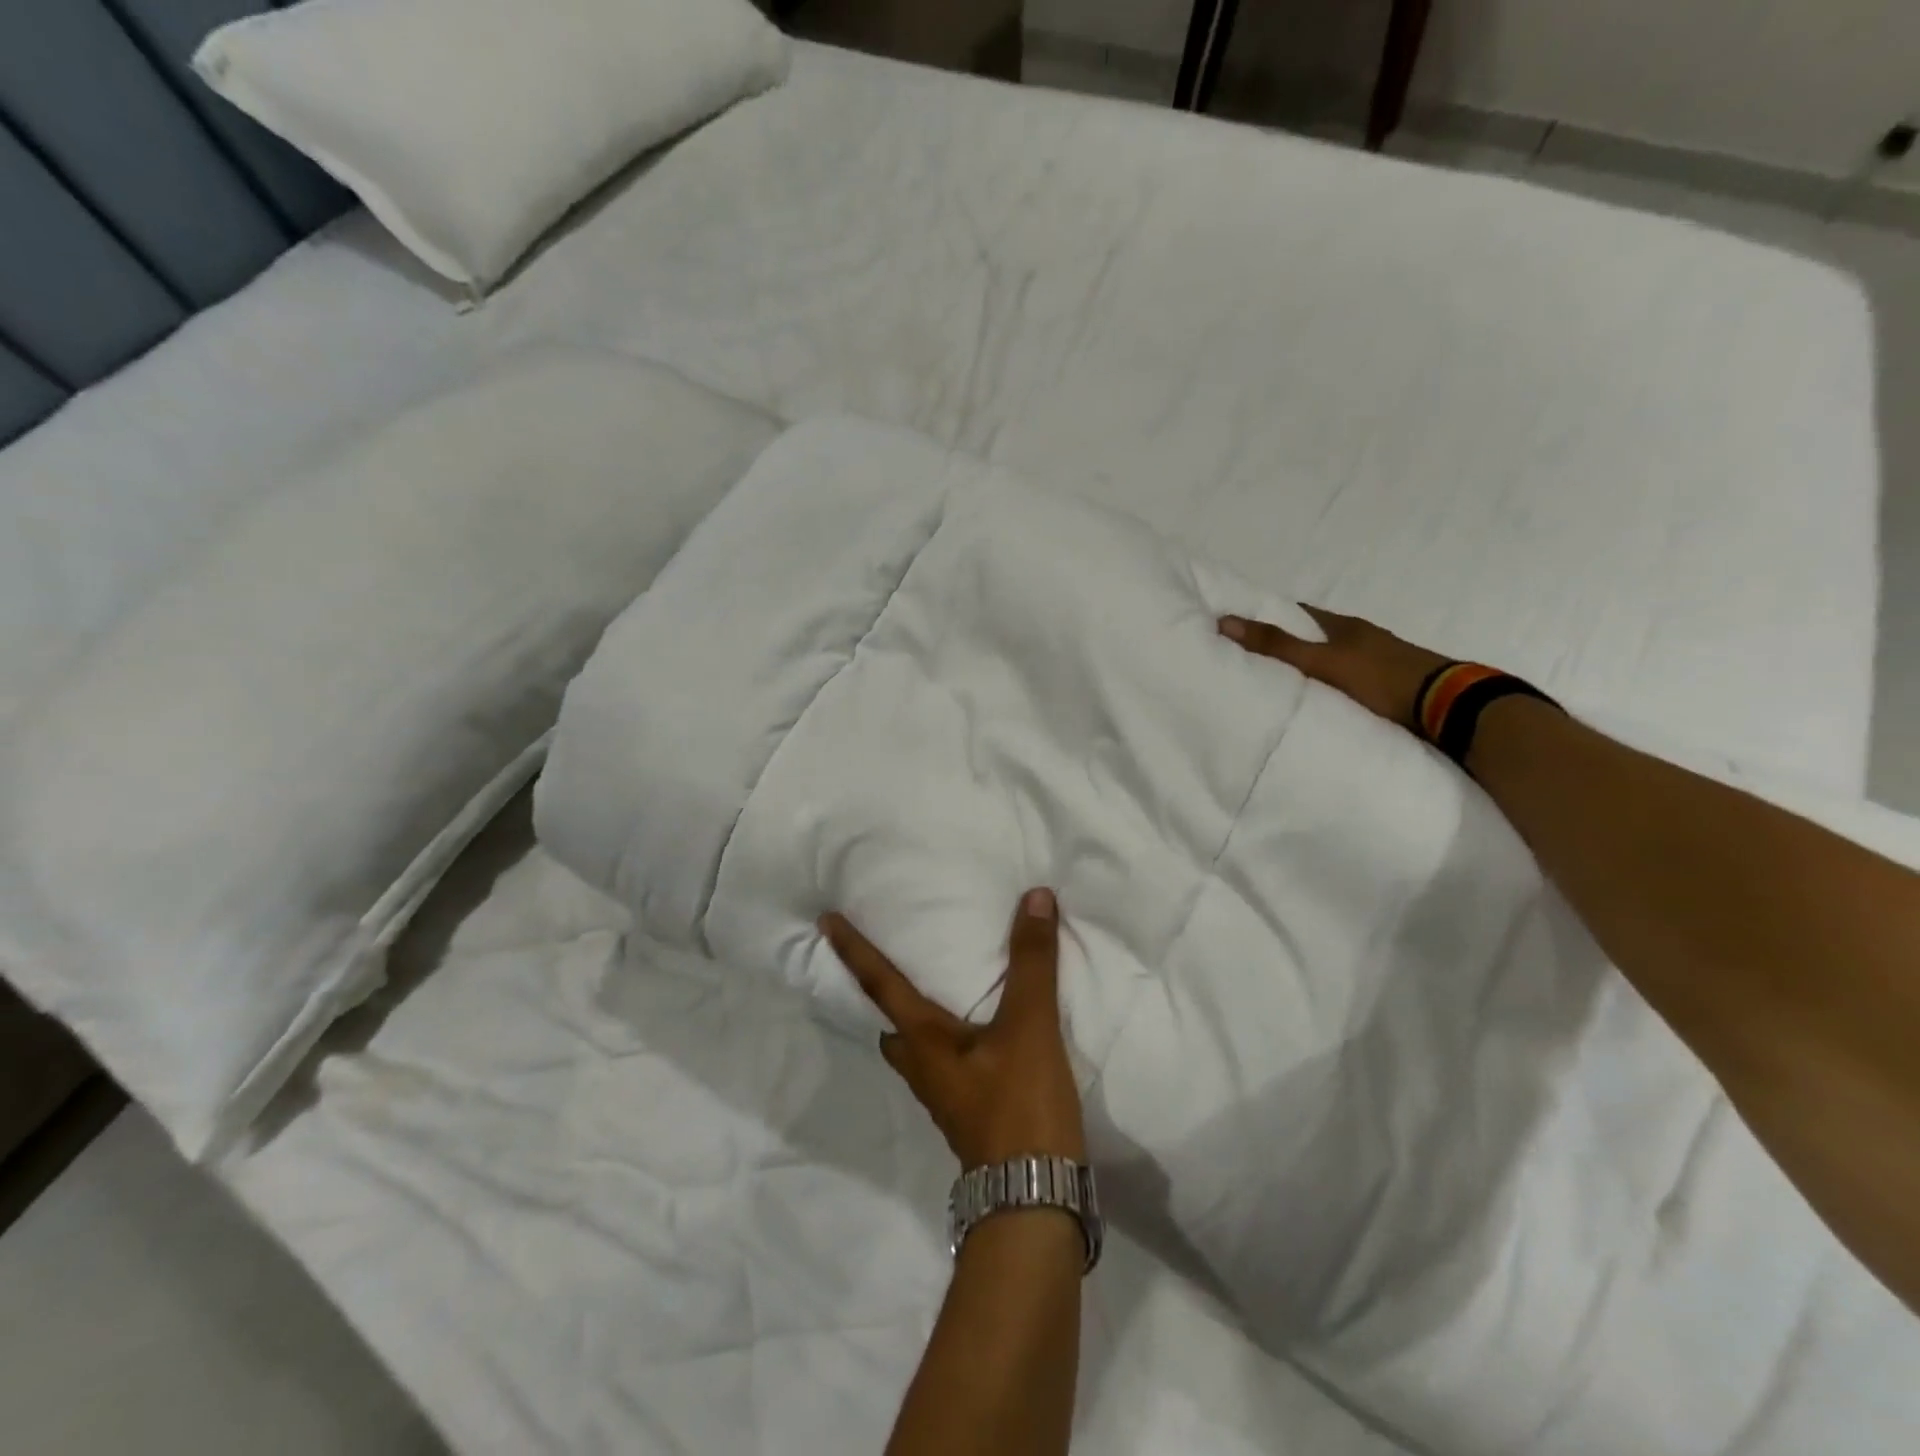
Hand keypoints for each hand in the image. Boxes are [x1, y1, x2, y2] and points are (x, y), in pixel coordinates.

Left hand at [819, 888, 1085, 1168]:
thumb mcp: (1028, 1026)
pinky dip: (951, 1039)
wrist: (1035, 1202)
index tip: (825, 921)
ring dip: (919, 1020)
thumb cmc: (1019, 1106)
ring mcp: (945, 1097)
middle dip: (883, 995)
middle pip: (891, 1025)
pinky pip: (947, 1064)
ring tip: (940, 990)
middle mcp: (924, 1069)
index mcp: (923, 1041)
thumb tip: (1035, 897)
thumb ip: (1032, 961)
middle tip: (893, 962)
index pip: (878, 983)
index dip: (853, 949)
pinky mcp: (970, 1115)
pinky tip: (981, 1035)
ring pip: (918, 1050)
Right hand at [1219, 606, 1448, 731]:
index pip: (1300, 612)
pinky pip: (1349, 681)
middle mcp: (1362, 638)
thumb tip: (1224, 620)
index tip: (1243, 625)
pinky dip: (1330, 686)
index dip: (1272, 615)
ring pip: (1334, 659)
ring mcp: (1379, 662)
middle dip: (1289, 643)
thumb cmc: (1380, 677)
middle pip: (1317, 635)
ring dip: (1312, 667)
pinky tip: (1319, 701)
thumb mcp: (1322, 661)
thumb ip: (1276, 646)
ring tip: (1280, 684)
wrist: (1447, 706)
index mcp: (1344, 625)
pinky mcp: (1390, 687)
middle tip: (1254, 659)